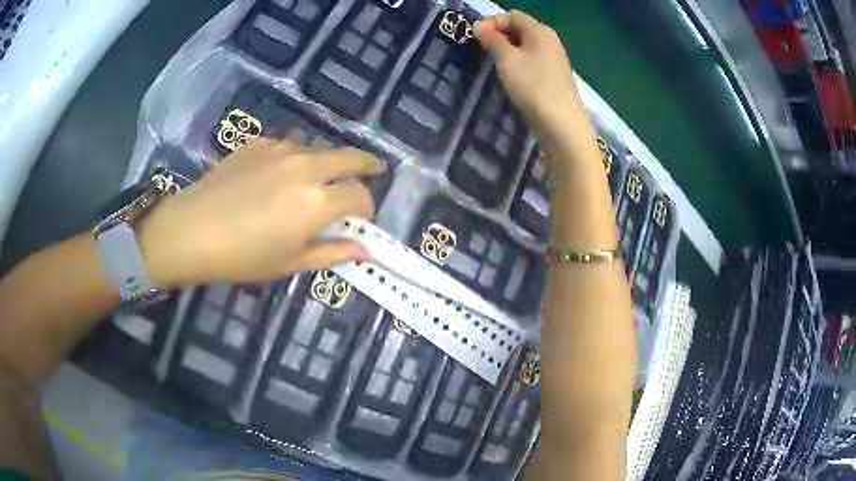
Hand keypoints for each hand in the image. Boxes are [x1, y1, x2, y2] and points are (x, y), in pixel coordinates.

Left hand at [139, 139, 381, 287]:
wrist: (191, 230)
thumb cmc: (242, 257)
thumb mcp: (291, 262)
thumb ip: (333, 252)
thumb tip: (366, 250)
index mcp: (317, 201)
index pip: (360, 196)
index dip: (367, 208)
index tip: (360, 219)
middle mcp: (306, 166)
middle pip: (351, 157)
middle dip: (367, 166)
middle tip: (372, 172)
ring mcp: (282, 149)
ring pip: (320, 151)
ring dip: (328, 164)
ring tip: (313, 183)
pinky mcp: (261, 142)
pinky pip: (290, 149)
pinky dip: (296, 161)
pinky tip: (276, 179)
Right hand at [475, 11, 581, 133]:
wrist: (560, 122)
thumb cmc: (532, 85)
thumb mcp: (506, 58)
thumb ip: (492, 39)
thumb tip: (480, 25)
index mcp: (540, 31)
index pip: (513, 15)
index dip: (493, 22)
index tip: (477, 37)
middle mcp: (550, 40)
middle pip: (521, 28)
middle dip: (500, 35)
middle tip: (483, 50)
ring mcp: (555, 58)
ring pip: (526, 45)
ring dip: (508, 50)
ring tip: (495, 63)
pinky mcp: (555, 75)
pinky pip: (533, 60)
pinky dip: (519, 62)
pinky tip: (512, 76)